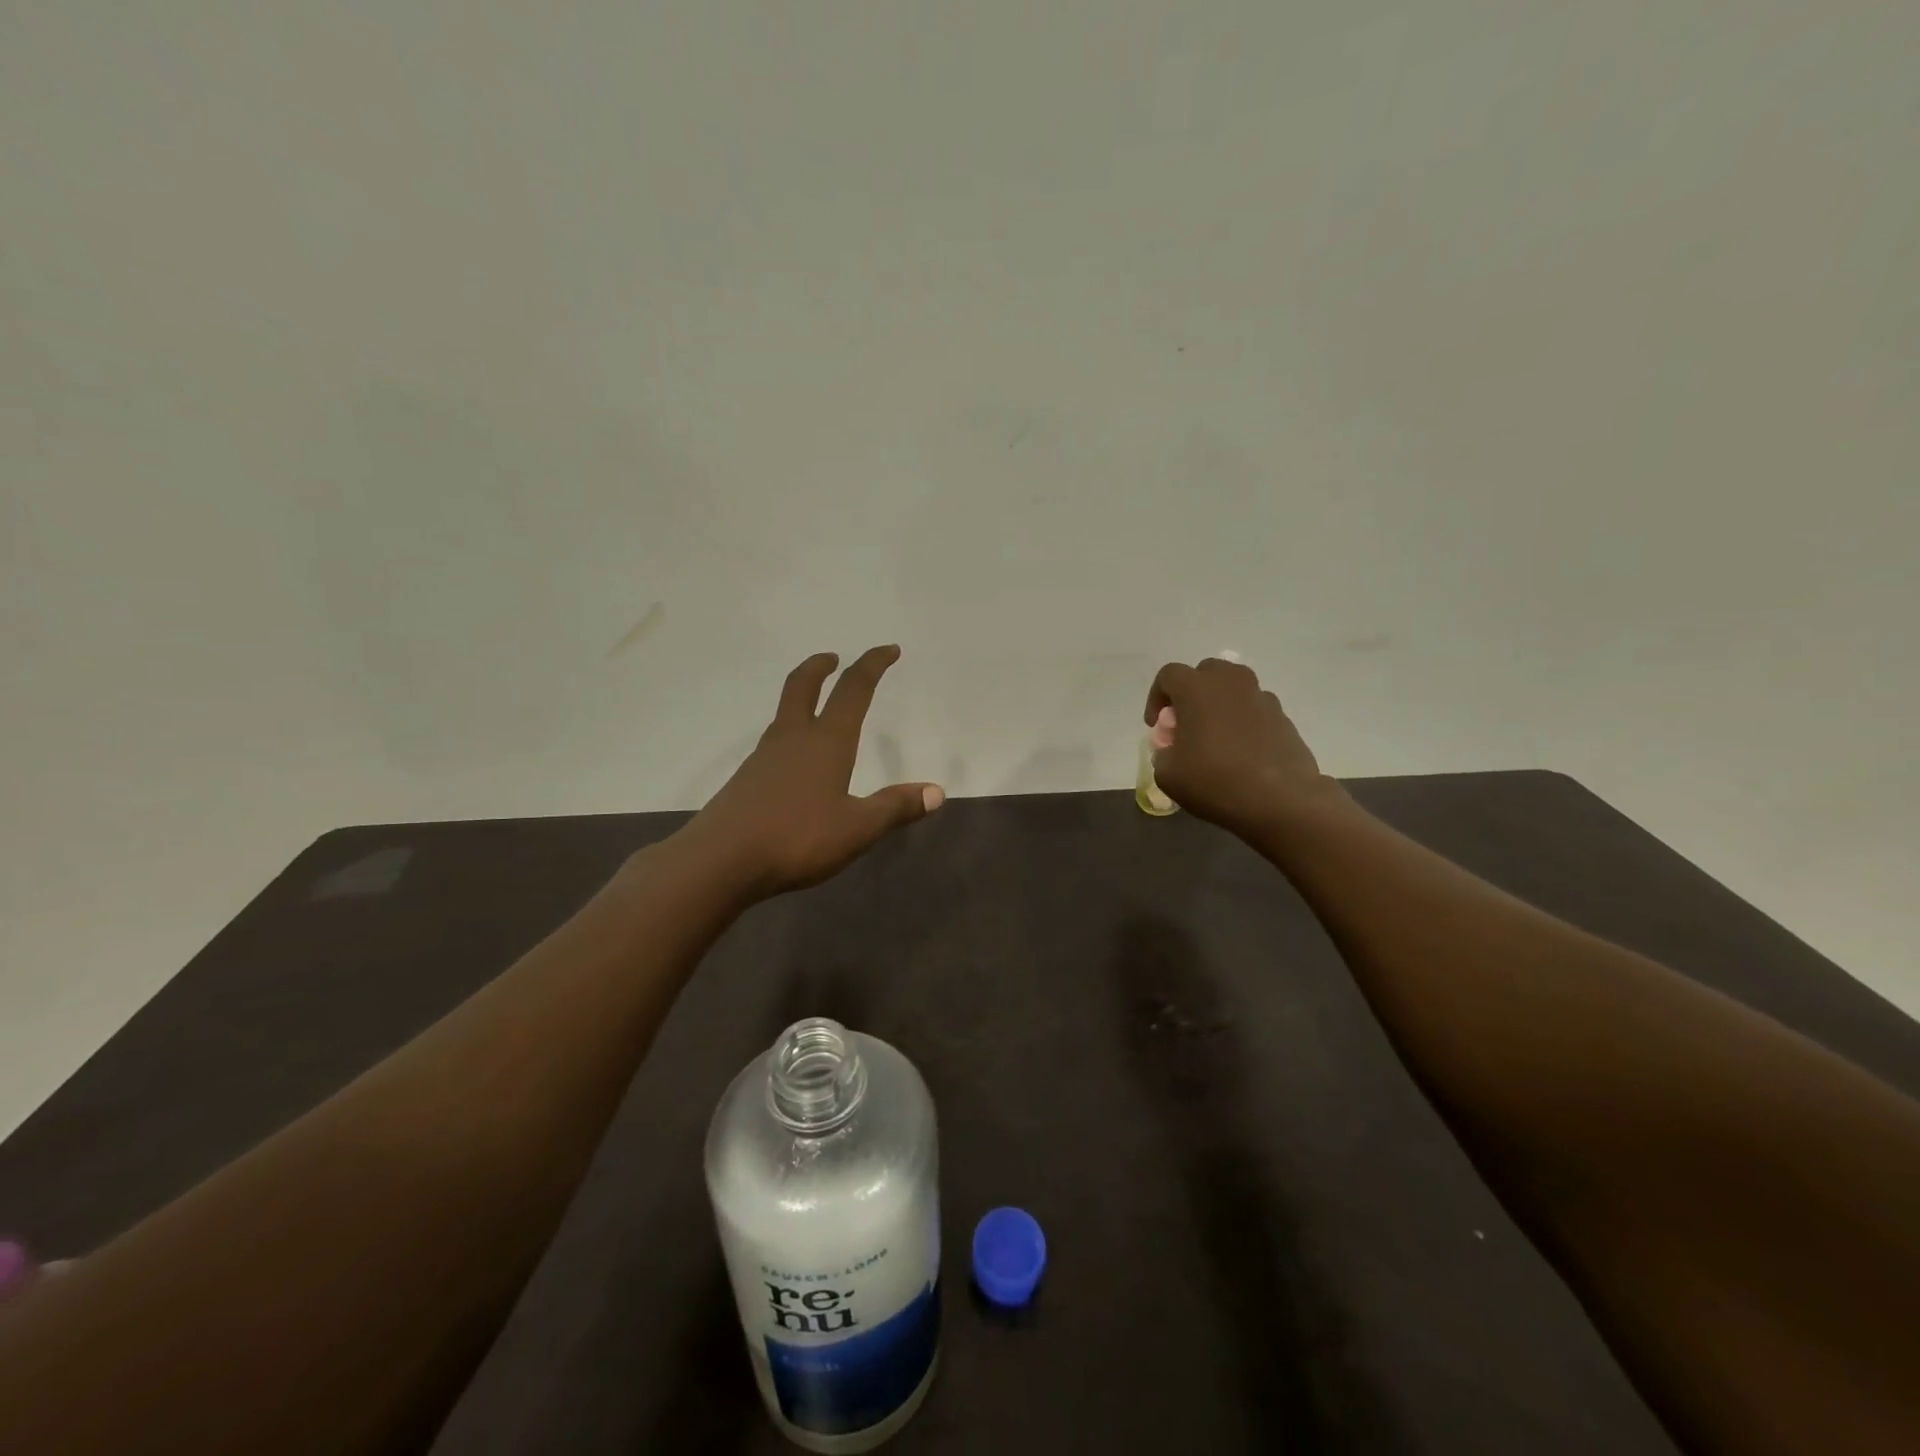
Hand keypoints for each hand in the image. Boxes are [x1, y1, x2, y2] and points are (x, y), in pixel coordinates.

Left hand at [684, 646, 943, 896]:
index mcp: (826, 741)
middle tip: (833, 658)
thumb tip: (937, 791)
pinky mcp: (747, 778)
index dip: (873, 664)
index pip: (853, 689)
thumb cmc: (797, 838)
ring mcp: (764, 756)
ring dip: (803, 697)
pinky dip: (790, 731)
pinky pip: (774, 741)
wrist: (720, 861)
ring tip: (818, 707)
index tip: (889, 649)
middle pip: (803, 685)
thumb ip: (896, 807)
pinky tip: (795, 760)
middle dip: (821, 666)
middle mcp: (793, 738)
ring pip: (785, 712)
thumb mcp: (858, 828)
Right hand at [1144, 657, 1343, 835]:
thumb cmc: (1215, 781)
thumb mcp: (1168, 774)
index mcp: (1197, 689)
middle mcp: (1230, 683)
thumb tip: (1172, 749)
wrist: (1280, 800)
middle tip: (1187, 723)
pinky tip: (1241, 751)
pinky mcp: (1283, 717)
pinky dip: (1243, 721)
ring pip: (1233, 689)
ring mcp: (1261, 698)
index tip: (1157, 725)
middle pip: (1205, 672)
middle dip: (1191, 693)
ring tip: (1215, 737)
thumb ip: (1163, 753)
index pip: (1169, 675)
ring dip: (1219, 705)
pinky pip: (1254, 709)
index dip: (1157, 697)